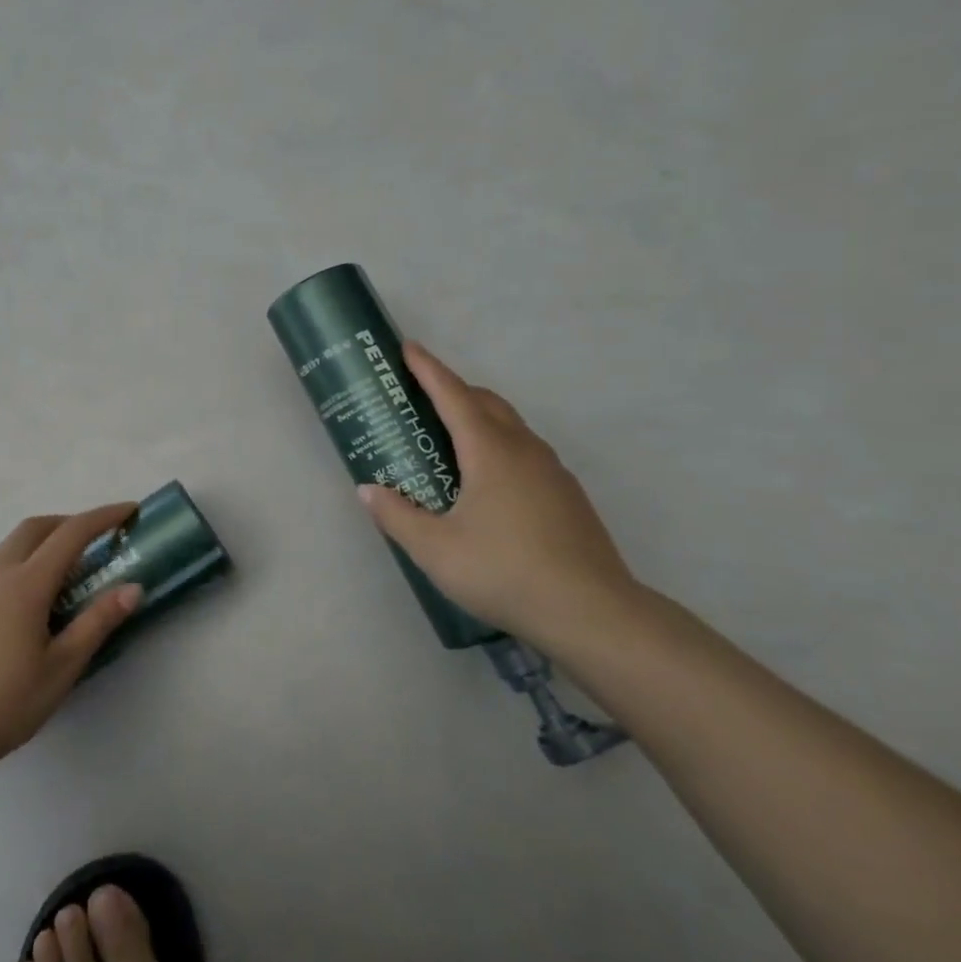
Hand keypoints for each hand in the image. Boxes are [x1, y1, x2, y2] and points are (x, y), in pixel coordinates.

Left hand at [0, 503, 142, 768]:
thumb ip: (97, 622)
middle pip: (36, 527)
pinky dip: (19, 562)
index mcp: (26, 584)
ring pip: (10, 544)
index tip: (128, 511)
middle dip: (69, 523)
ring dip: (41, 541)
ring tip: (63, 572)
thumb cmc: (5, 702)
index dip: (103, 517)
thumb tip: (132, 587)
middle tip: (95, 540)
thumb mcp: (62, 667)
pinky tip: (25, 601)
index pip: (72, 533)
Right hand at [357, 340, 642, 652]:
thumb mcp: (435, 549)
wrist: (593, 614)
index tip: (409, 347)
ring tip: (451, 437)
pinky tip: (488, 481)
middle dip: (454, 389)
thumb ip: (397, 516)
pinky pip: (526, 452)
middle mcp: (524, 451)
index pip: (453, 396)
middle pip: (487, 403)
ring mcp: (553, 473)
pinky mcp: (568, 497)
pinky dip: (499, 445)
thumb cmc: (504, 572)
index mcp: (490, 452)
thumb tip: (368, 490)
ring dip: (480, 417)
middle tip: (422, 395)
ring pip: (511, 427)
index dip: (428, 369)